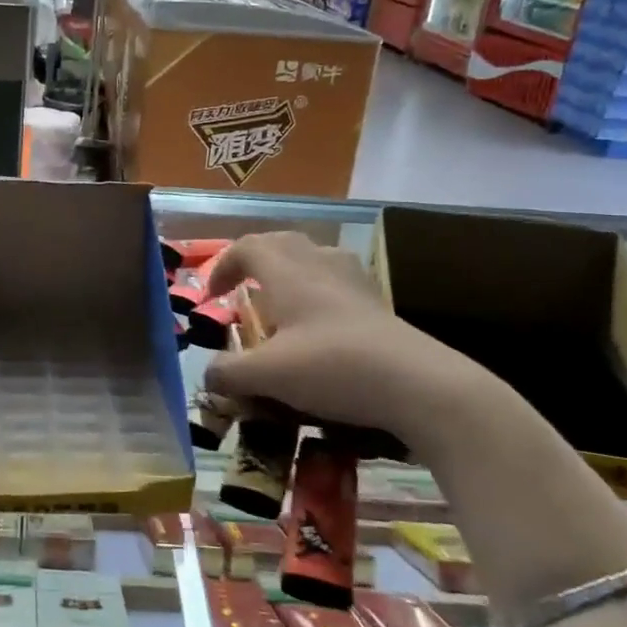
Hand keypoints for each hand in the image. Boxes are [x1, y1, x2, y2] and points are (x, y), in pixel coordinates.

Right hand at [203, 232, 506, 456]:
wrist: (417, 384)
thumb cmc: (332, 367)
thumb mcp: (268, 375)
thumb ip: (229, 372)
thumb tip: (209, 375)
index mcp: (287, 272)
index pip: (246, 247)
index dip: (223, 266)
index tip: (212, 296)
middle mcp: (319, 264)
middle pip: (281, 242)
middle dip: (255, 261)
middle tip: (243, 291)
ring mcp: (354, 280)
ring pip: (314, 256)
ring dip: (290, 272)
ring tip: (283, 304)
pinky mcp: (378, 302)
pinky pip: (338, 280)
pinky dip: (319, 292)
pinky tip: (321, 325)